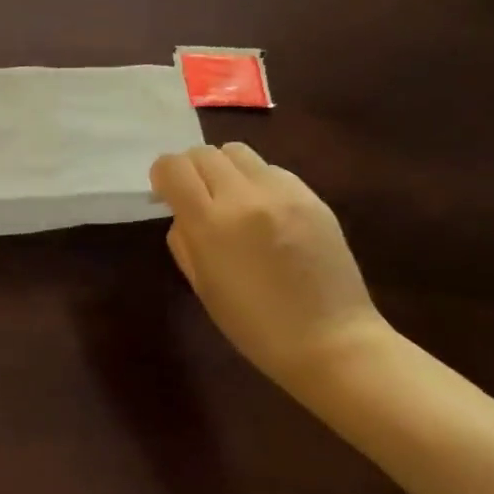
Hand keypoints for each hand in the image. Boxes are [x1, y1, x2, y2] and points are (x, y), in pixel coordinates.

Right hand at [149, 144, 388, 390]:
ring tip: (232, 199)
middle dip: (191, 169)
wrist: (331, 341)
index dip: (162, 175)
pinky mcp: (312, 196)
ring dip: (224, 168)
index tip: (166, 194)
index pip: (173, 167)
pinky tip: (265, 212)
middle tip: (196, 197)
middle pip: (203, 152)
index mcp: (210, 223)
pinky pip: (271, 170)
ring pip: (238, 152)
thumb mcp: (200, 285)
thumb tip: (182, 212)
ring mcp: (283, 193)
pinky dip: (257, 181)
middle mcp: (244, 196)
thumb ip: (183, 240)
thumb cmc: (254, 325)